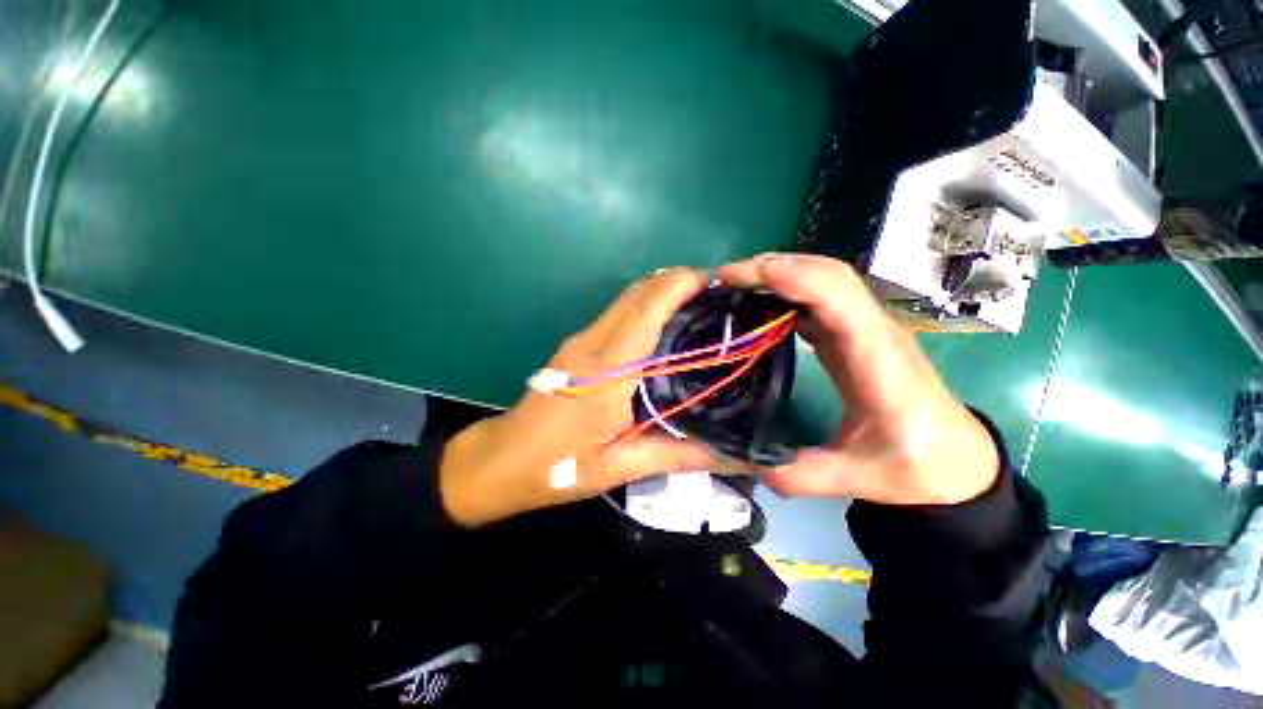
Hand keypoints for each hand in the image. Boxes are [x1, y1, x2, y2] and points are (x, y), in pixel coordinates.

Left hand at [439, 268, 733, 526]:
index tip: (719, 282)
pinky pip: (618, 312)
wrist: (503, 458)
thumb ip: (678, 455)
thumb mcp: (620, 468)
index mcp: (607, 372)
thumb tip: (731, 454)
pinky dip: (647, 304)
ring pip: (627, 298)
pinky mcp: (577, 344)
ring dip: (663, 290)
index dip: (682, 285)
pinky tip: (667, 323)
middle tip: (719, 294)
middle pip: (639, 292)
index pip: (647, 310)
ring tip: (701, 304)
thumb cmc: (558, 467)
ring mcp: (582, 340)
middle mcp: (593, 344)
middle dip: (679, 280)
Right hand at [719, 254, 998, 505]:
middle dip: (773, 267)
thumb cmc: (916, 465)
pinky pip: (820, 298)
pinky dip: (787, 289)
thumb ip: (796, 472)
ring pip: (824, 278)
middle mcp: (874, 331)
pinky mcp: (856, 333)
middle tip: (724, 280)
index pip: (838, 296)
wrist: (958, 459)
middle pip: (828, 273)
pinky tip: (759, 304)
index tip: (740, 279)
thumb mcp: (854, 478)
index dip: (790, 277)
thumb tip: (740, 457)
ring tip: (734, 286)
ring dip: (779, 273)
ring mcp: (866, 328)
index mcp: (877, 360)